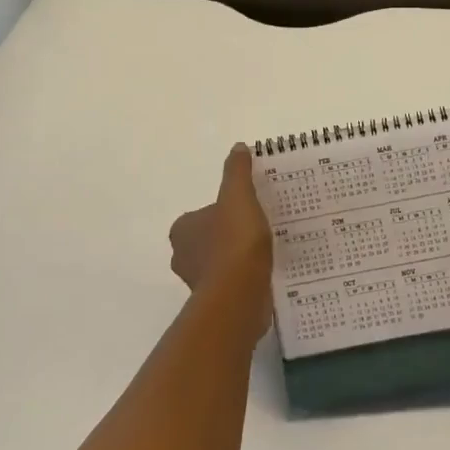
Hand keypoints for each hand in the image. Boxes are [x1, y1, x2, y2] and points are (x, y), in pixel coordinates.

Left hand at [169, 144, 273, 328]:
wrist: (239, 296)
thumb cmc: (234, 242)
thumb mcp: (238, 196)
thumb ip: (237, 172)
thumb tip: (238, 148)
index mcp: (182, 229)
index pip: (202, 214)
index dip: (224, 210)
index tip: (247, 210)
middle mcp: (183, 255)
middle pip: (209, 238)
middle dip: (230, 234)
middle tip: (259, 228)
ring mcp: (198, 281)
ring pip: (220, 262)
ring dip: (238, 258)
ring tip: (267, 250)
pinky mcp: (216, 301)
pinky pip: (232, 282)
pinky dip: (245, 278)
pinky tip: (266, 272)